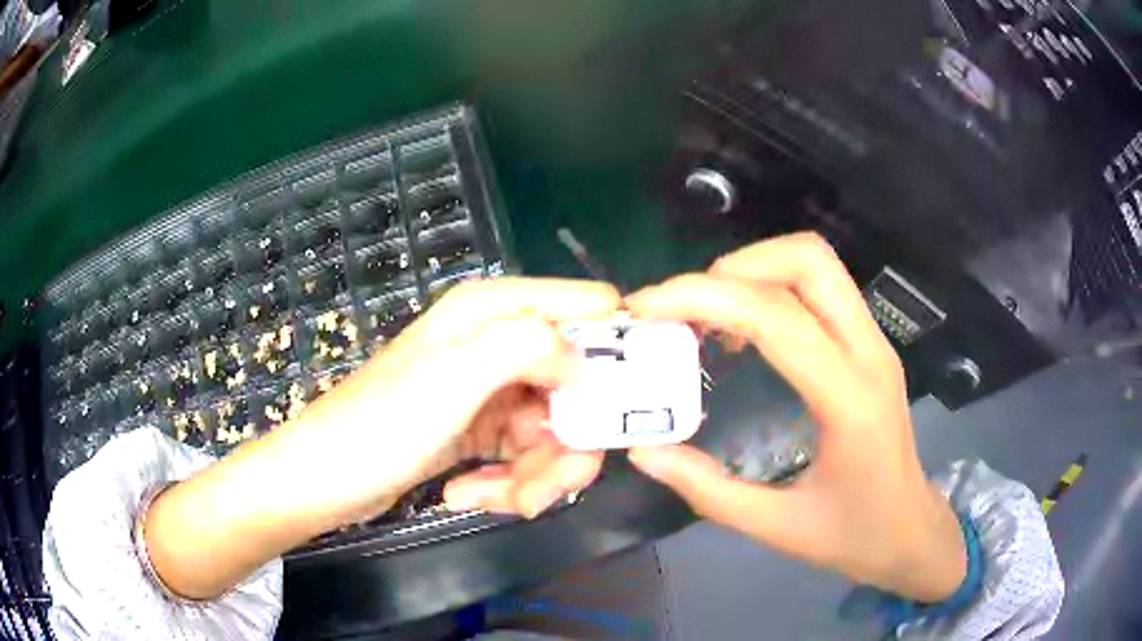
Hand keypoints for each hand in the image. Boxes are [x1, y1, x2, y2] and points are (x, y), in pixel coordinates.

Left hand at [286, 277, 618, 523]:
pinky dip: (507, 483)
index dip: (611, 353)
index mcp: (495, 311)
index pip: (589, 308)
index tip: (618, 409)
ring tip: (491, 497)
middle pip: (578, 386)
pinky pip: (524, 456)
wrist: (326, 479)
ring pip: (553, 431)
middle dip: (566, 444)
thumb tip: (584, 361)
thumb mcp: (454, 377)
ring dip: (533, 475)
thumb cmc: (381, 425)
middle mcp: (498, 342)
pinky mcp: (482, 429)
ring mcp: (491, 389)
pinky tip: (467, 494)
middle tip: (542, 487)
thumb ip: (527, 347)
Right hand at [625, 233, 966, 602]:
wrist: (911, 530)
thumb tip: (644, 451)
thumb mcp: (777, 528)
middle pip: (808, 260)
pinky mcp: (868, 344)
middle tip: (684, 309)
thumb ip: (709, 490)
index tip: (646, 307)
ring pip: (816, 263)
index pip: (778, 318)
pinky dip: (771, 288)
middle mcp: (869, 353)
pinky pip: (820, 288)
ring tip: (707, 315)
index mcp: (850, 400)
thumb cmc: (854, 535)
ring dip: (754, 271)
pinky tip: (743, 332)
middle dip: (735, 268)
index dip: (705, 297)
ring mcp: (874, 342)